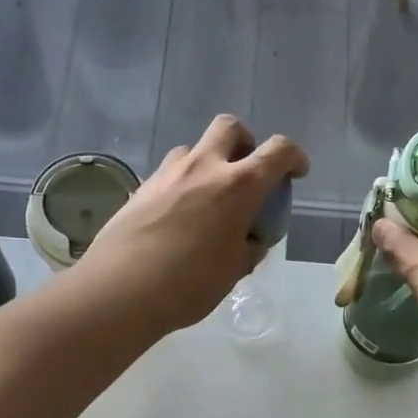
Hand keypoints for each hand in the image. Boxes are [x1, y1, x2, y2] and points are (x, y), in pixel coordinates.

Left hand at [76, 115, 308, 334]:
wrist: (121, 290)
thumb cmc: (189, 284)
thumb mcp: (234, 271)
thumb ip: (248, 248)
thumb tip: (250, 240)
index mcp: (239, 186)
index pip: (277, 152)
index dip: (293, 157)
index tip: (296, 172)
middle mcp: (204, 167)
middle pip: (230, 127)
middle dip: (245, 141)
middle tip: (246, 170)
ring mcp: (168, 173)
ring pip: (194, 148)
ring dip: (208, 161)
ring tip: (208, 197)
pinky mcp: (141, 187)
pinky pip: (169, 172)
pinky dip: (182, 183)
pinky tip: (178, 215)